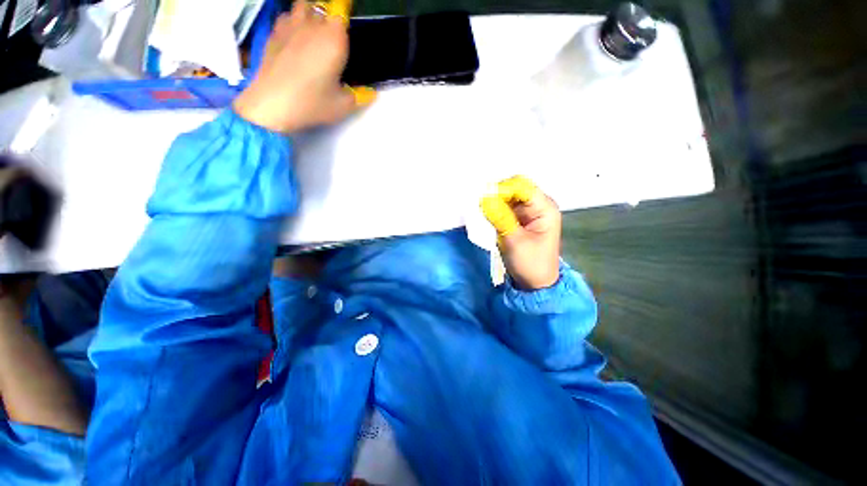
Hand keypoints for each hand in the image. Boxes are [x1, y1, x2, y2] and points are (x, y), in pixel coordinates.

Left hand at [233, 0, 375, 132]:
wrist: (273, 104)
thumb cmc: (312, 103)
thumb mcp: (343, 106)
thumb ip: (360, 96)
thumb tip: (370, 93)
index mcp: (334, 40)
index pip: (343, 14)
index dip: (344, 26)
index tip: (345, 40)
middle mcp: (313, 25)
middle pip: (325, 9)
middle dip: (330, 23)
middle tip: (332, 44)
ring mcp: (291, 26)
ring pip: (304, 6)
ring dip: (311, 15)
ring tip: (314, 34)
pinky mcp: (274, 32)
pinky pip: (287, 16)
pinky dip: (293, 22)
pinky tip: (295, 38)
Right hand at [481, 176, 560, 289]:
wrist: (535, 283)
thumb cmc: (530, 264)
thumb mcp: (514, 241)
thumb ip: (500, 217)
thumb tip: (484, 198)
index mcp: (545, 208)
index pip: (521, 186)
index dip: (502, 189)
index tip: (484, 200)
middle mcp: (538, 205)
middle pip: (514, 189)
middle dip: (496, 195)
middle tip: (481, 207)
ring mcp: (529, 212)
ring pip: (508, 198)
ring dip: (494, 203)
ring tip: (482, 213)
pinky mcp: (520, 219)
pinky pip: (505, 208)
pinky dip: (495, 210)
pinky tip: (487, 217)